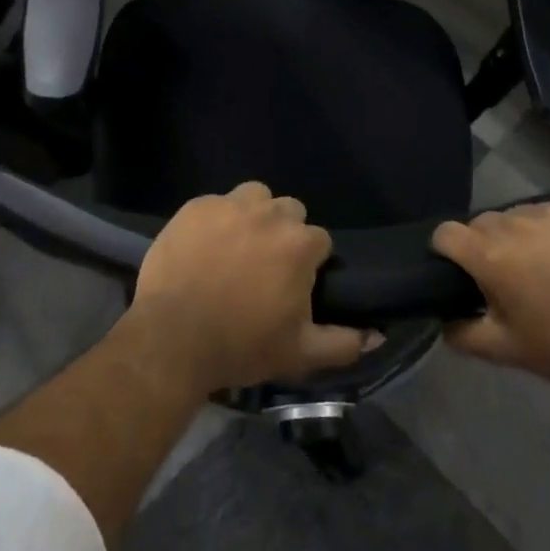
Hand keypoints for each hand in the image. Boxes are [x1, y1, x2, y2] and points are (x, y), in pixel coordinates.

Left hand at [129, 182, 367, 394]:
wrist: (172, 338)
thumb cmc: (241, 345)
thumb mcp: (299, 354)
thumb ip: (343, 343)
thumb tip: (377, 334)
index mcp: (299, 245)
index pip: (319, 240)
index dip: (309, 263)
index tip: (293, 285)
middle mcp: (269, 214)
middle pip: (289, 212)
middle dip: (284, 233)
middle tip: (265, 266)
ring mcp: (229, 205)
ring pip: (255, 196)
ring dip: (254, 215)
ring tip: (238, 246)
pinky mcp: (196, 206)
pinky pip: (217, 202)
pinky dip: (217, 219)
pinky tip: (205, 245)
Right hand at [431, 201, 549, 383]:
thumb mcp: (503, 349)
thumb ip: (461, 333)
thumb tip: (443, 319)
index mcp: (488, 254)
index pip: (445, 233)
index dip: (445, 251)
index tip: (459, 270)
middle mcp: (512, 223)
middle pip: (480, 223)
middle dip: (484, 245)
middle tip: (505, 276)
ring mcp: (547, 212)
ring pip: (514, 216)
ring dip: (517, 235)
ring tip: (539, 264)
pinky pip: (548, 212)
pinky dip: (549, 229)